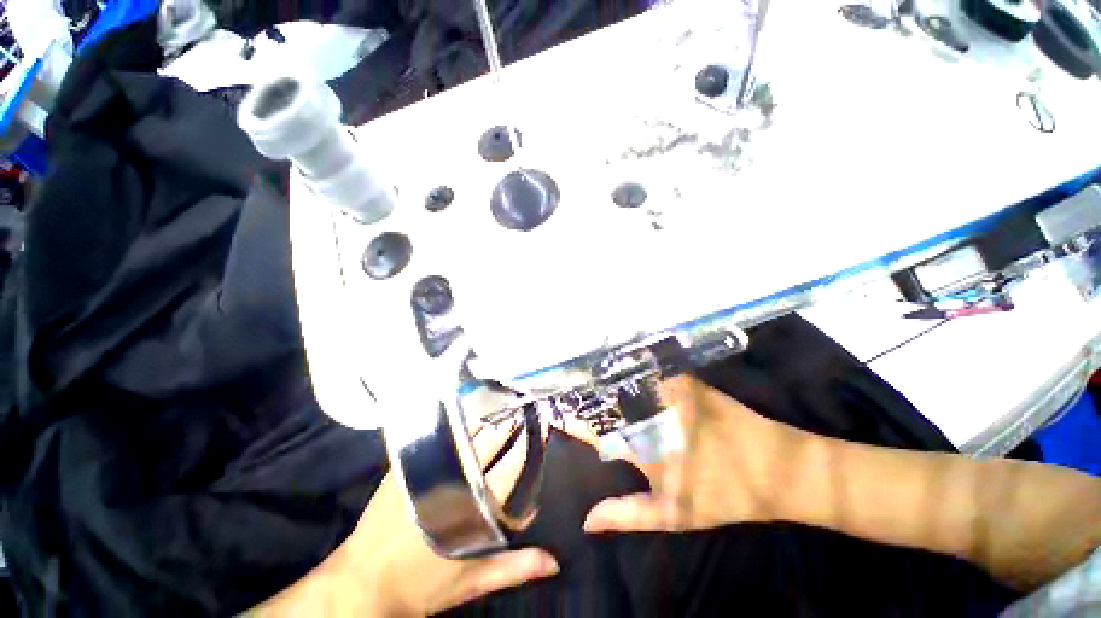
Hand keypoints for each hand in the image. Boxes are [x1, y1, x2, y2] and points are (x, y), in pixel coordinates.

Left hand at [252, 420, 559, 616]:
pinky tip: (467, 413)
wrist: (364, 583)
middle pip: (488, 442)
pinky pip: (437, 436)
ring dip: (485, 421)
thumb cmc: (421, 584)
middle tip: (525, 408)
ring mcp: (427, 468)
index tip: (542, 426)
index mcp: (472, 505)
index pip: (510, 466)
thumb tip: (555, 561)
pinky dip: (456, 425)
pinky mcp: (406, 464)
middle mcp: (453, 479)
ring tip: (502, 406)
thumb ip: (513, 568)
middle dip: (509, 424)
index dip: (528, 444)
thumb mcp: (470, 581)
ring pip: (464, 435)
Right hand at [584, 375, 818, 533]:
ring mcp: (668, 394)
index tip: (559, 417)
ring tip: (590, 387)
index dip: (575, 422)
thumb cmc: (724, 495)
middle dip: (587, 400)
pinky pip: (650, 374)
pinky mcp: (685, 382)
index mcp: (644, 446)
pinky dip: (633, 375)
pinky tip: (625, 377)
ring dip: (606, 385)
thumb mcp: (675, 514)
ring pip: (625, 385)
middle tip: (570, 399)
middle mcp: (650, 415)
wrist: (775, 466)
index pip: (597, 430)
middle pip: (607, 402)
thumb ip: (629, 514)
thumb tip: (587, 520)